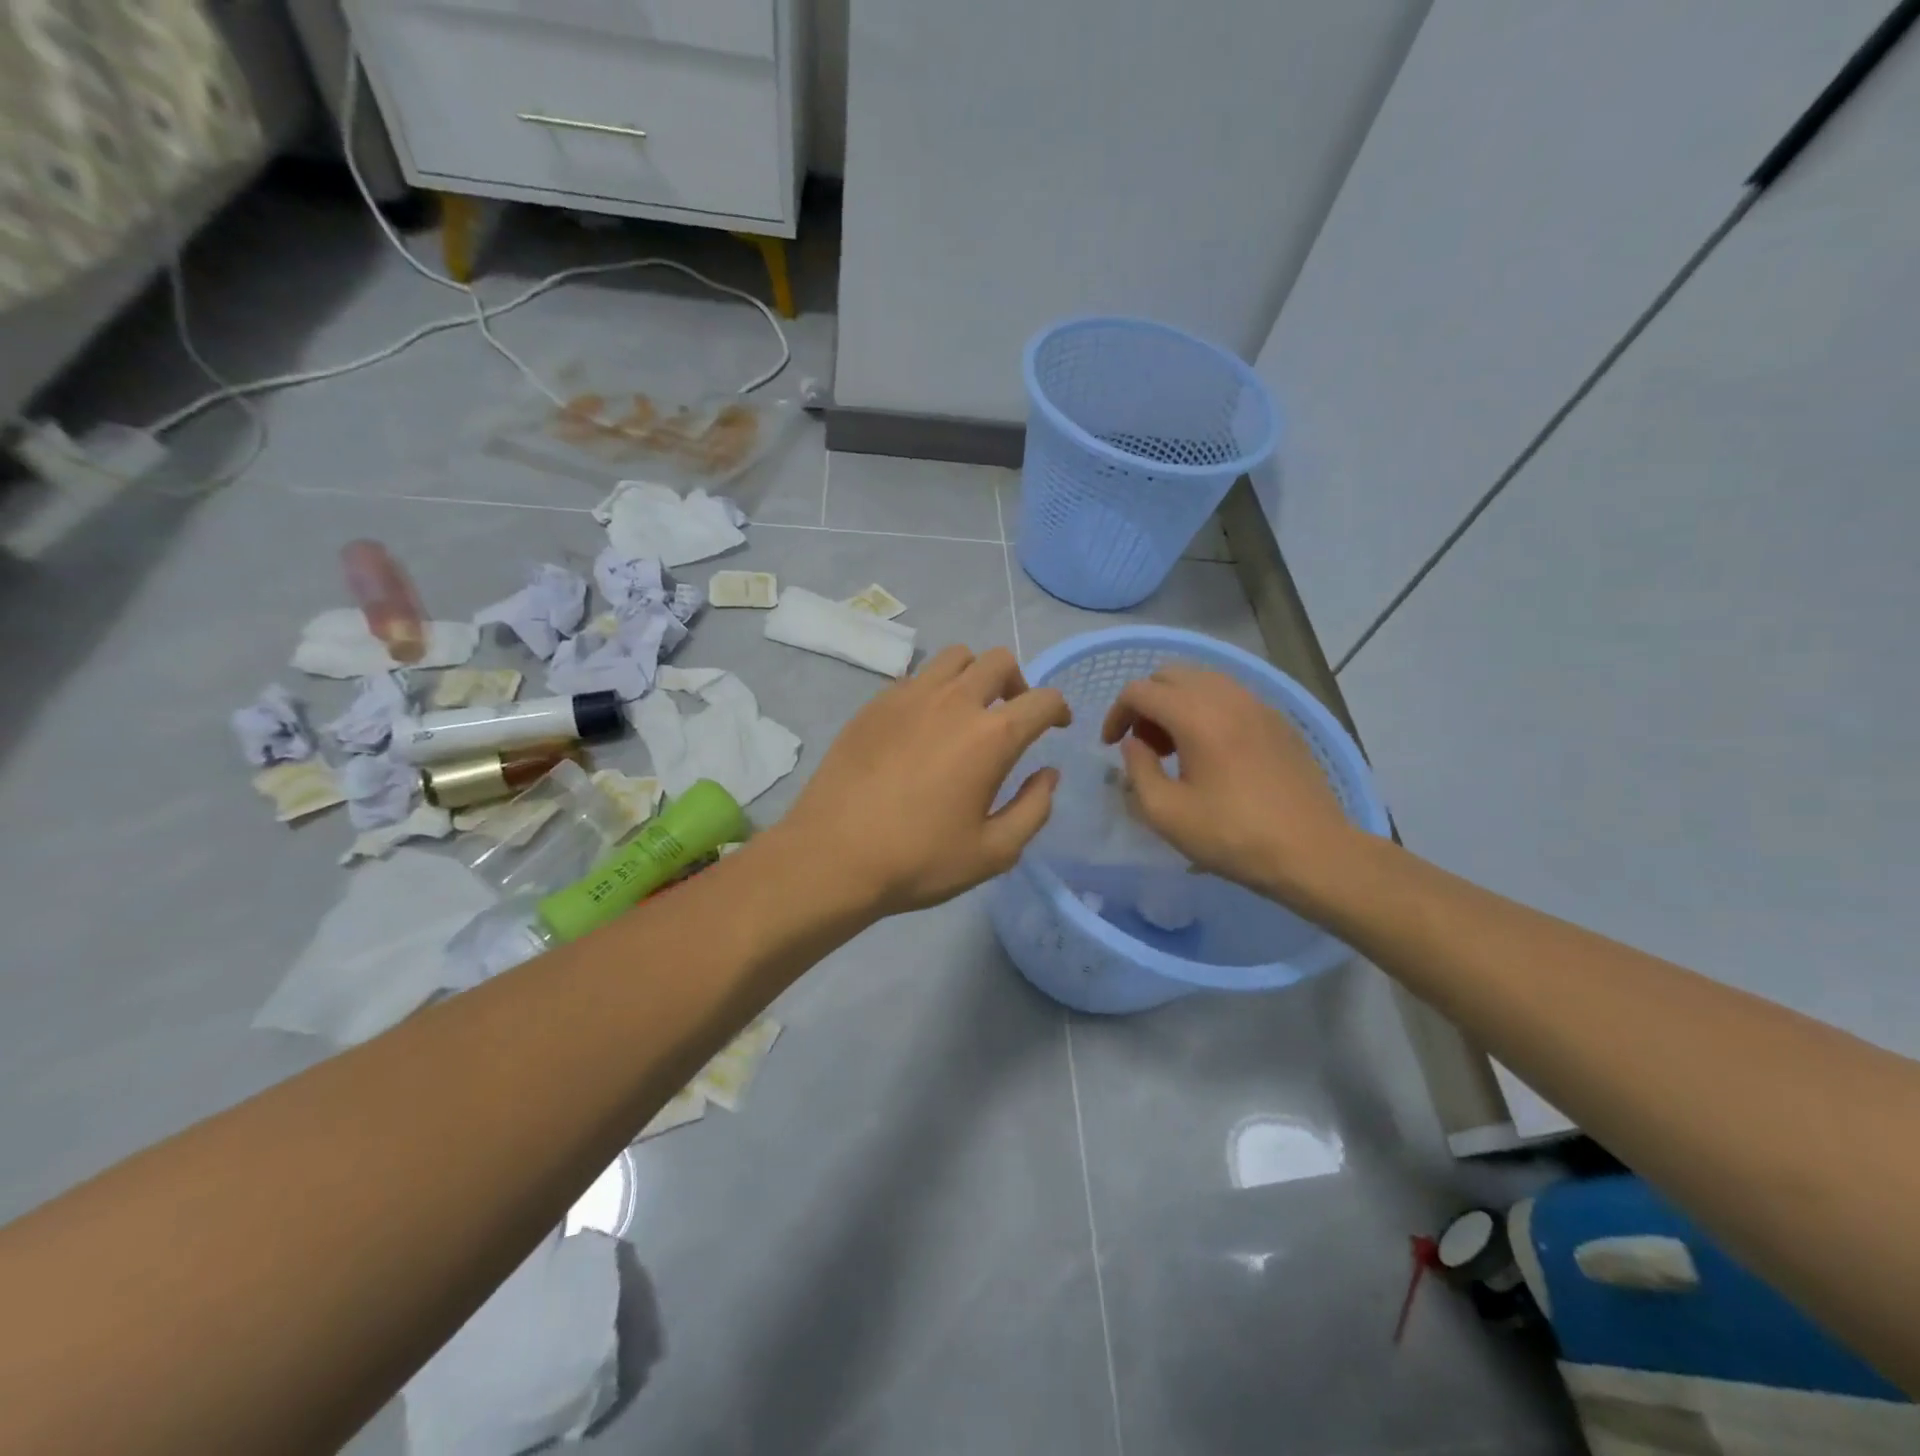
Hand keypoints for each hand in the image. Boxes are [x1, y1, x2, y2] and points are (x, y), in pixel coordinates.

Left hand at [781, 645, 1071, 916]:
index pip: (1042, 700)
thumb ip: (1034, 809)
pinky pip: (917, 676)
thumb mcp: (994, 852)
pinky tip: (923, 725)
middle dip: (1018, 683)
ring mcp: (910, 696)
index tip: (1056, 724)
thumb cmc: (920, 859)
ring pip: (955, 657)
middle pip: (999, 661)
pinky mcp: (875, 702)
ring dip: (974, 675)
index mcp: (992, 736)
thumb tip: (1048, 774)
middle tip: (1013, 715)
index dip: (1058, 709)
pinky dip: (934, 689)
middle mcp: (954, 701)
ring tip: (968, 711)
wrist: (834, 855)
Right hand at [1101, 663, 1356, 903]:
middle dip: (1146, 703)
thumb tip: (1133, 744)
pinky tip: (1212, 752)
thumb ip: (1137, 769)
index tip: (1111, 746)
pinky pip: (1231, 696)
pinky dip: (1207, 710)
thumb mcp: (1166, 813)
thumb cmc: (1233, 836)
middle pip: (1171, 675)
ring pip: (1203, 680)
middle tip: (1143, 745)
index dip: (1116, 714)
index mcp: (1197, 715)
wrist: (1314, 852)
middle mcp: (1228, 697)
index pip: (1140, 691)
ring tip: (1175, 748)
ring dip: (1176, 704)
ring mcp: (1259, 705)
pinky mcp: (1279, 720)